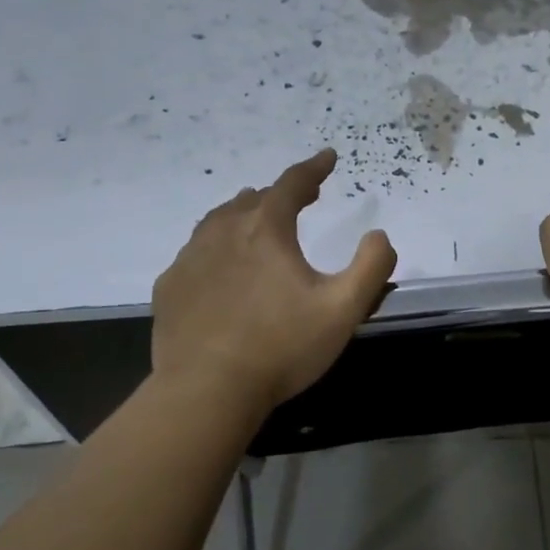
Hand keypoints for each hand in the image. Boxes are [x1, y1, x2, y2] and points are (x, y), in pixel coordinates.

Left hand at [152, 150, 396, 411]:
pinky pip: (195, 253)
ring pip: (218, 221)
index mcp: (266, 230)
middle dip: (279, 194)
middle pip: (252, 199)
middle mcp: (223, 233)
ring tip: (256, 221)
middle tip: (301, 198)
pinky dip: (215, 248)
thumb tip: (379, 236)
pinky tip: (219, 268)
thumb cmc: (281, 347)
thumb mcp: (343, 310)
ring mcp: (190, 260)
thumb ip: (371, 267)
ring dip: (243, 214)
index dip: (313, 168)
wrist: (206, 391)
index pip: (292, 184)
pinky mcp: (170, 288)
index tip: (328, 157)